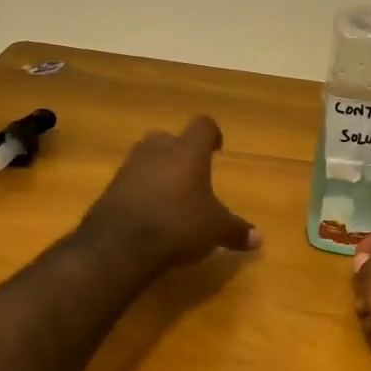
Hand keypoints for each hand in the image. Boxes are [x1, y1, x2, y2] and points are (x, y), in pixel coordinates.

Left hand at [79, 117, 260, 270]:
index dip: (212, 134)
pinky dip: (140, 191)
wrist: (120, 244)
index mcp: (188, 151)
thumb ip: (236, 231)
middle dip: (180, 152)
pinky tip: (149, 212)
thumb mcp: (214, 229)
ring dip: (158, 171)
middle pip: (169, 138)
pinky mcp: (110, 187)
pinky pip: (130, 181)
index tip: (217, 148)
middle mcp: (157, 149)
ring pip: (147, 158)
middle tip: (191, 173)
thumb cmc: (178, 224)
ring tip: (170, 195)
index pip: (203, 126)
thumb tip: (260, 239)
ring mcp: (129, 166)